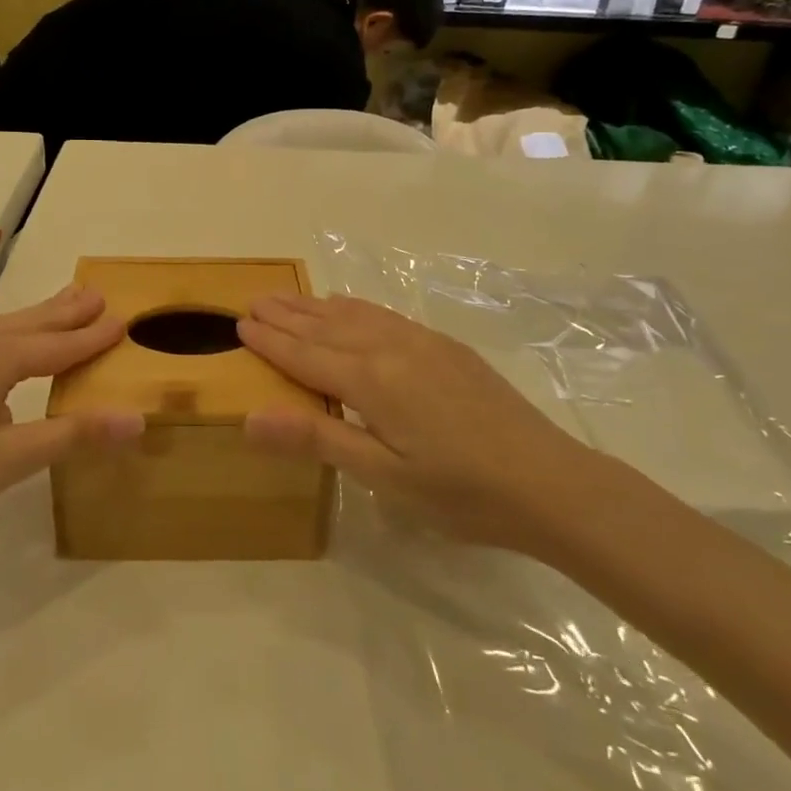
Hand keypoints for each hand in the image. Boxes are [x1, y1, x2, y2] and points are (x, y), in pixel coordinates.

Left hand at [0, 285, 143, 571]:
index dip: (92, 337)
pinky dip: (0, 336)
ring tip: (60, 307)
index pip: (57, 345)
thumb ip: (71, 434)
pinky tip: (0, 347)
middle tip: (97, 293)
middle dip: (65, 310)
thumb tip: (136, 420)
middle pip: (27, 322)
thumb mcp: (7, 462)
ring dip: (33, 320)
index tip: (124, 320)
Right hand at [238, 294, 597, 552]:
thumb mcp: (384, 477)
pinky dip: (355, 308)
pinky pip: (385, 316)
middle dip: (287, 315)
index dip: (271, 341)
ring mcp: (422, 342)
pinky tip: (350, 308)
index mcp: (371, 381)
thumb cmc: (461, 492)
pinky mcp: (446, 347)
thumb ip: (317, 439)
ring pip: (355, 315)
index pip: (305, 355)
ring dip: (317, 306)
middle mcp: (391, 349)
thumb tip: (249, 417)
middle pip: (326, 327)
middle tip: (254, 300)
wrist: (550, 482)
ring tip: (290, 298)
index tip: (240, 323)